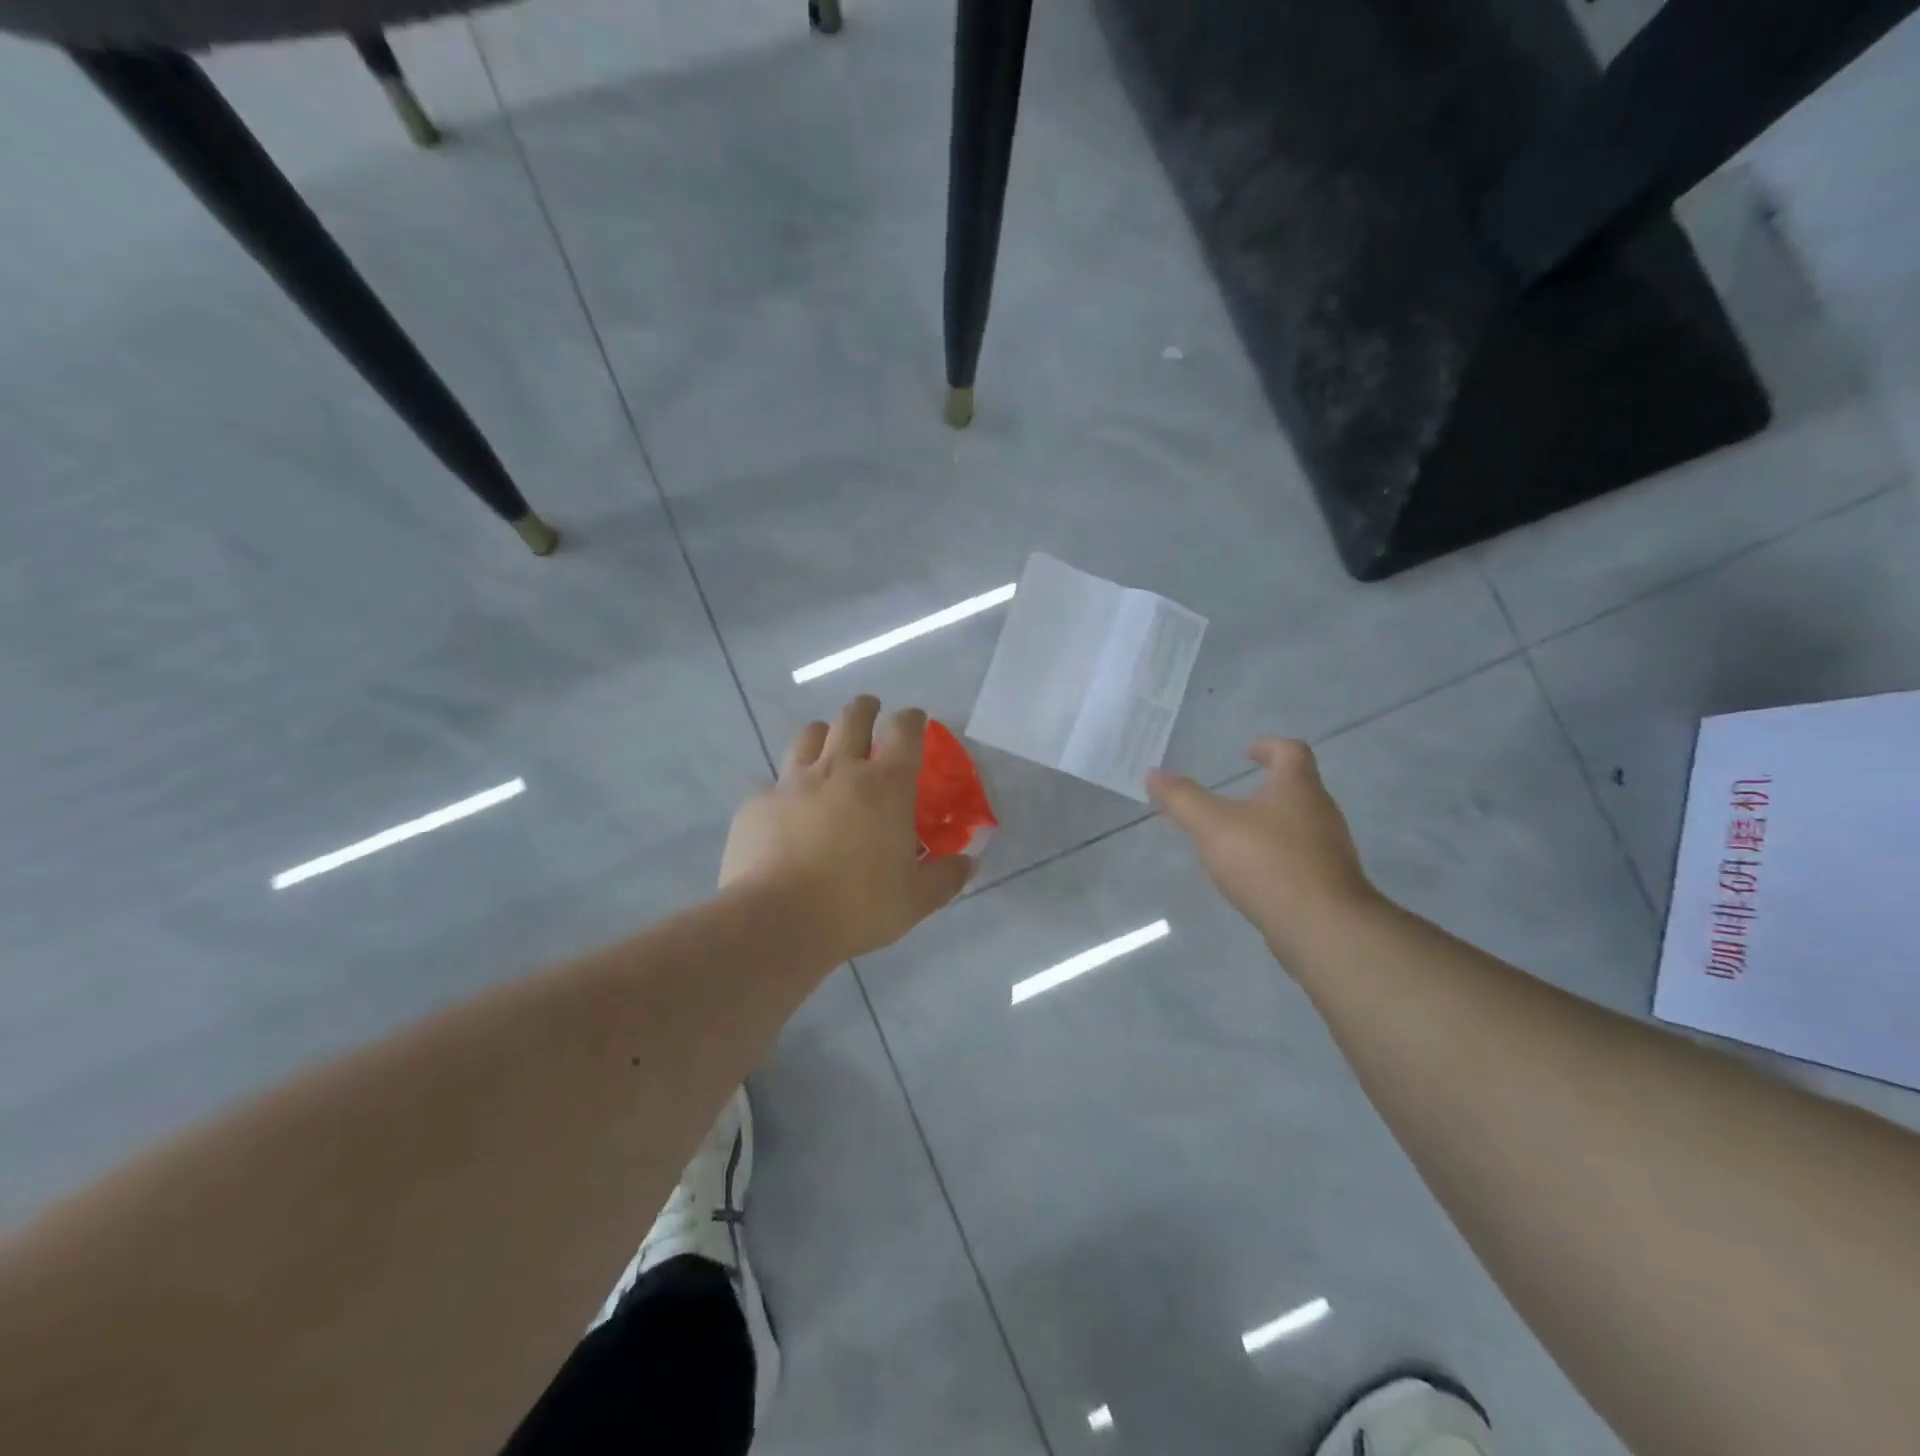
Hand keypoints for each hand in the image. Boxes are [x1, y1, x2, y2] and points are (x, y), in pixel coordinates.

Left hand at [721, 696, 974, 958]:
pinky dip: (785, 788)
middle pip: (853, 717)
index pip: (904, 731)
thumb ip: (946, 877)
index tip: (914, 719)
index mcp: (885, 786)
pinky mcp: (757, 803)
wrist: (778, 921)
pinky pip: (773, 782)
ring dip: (823, 735)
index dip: (911, 719)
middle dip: (865, 708)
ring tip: (827, 747)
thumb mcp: (916, 899)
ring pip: (808, 735)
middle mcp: (839, 770)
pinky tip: (786, 811)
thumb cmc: (858, 906)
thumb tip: (970, 864)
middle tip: (870, 713)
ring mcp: (793, 782)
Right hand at [1148, 739, 1381, 963]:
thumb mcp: (1212, 826)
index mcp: (1297, 788)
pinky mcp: (1329, 884)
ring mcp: (1329, 850)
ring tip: (1235, 838)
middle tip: (1231, 798)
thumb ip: (1182, 799)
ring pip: (1299, 826)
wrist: (1323, 927)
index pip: (1291, 751)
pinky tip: (1252, 875)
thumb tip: (1152, 774)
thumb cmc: (1267, 862)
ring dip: (1269, 825)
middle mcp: (1320, 812)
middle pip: (1297, 788)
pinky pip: (1300, 859)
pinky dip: (1276, 858)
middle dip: (1265, 789)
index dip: (1268, 746)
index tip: (1247, 753)